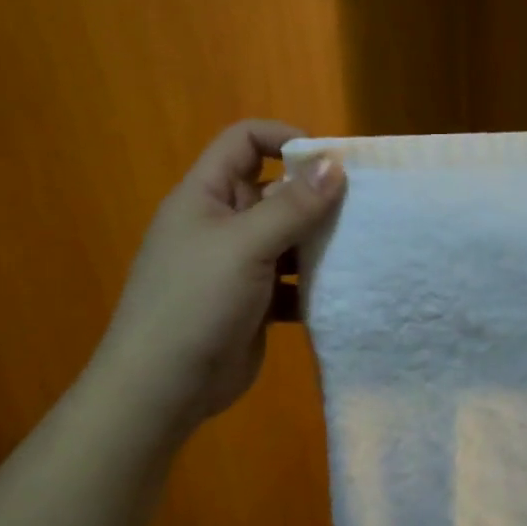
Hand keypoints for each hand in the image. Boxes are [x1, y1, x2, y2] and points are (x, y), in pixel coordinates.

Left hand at [97, 120, 344, 433]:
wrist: (165, 387)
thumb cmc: (196, 302)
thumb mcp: (245, 245)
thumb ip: (292, 206)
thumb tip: (335, 163)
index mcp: (206, 196)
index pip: (244, 142)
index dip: (284, 138)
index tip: (329, 161)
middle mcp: (222, 224)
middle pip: (274, 191)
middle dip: (314, 197)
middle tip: (362, 209)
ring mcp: (238, 266)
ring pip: (287, 239)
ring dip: (319, 242)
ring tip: (361, 247)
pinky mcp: (255, 304)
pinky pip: (292, 282)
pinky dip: (314, 284)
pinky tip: (343, 292)